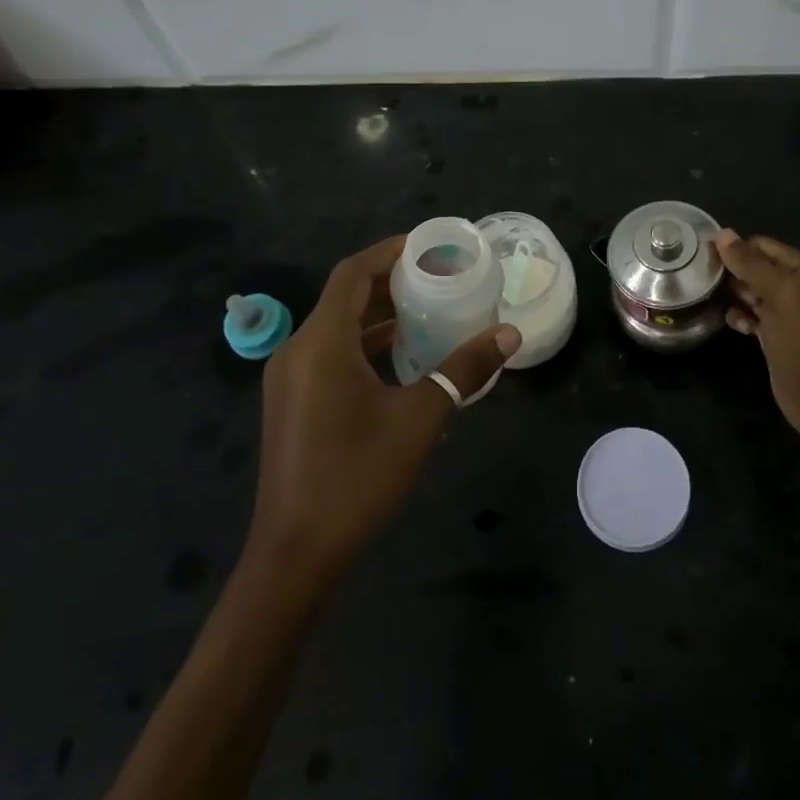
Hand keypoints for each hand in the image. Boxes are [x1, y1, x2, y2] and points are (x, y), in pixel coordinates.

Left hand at [248, 235, 519, 588]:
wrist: (297, 553)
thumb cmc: (357, 475)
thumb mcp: (420, 417)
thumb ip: (463, 370)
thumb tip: (509, 335)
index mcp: (321, 342)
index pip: (353, 273)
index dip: (389, 252)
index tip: (430, 246)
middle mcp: (298, 350)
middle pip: (345, 297)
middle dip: (391, 282)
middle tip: (440, 277)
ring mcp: (291, 379)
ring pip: (338, 327)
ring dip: (380, 315)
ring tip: (429, 309)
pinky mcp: (294, 403)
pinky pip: (331, 354)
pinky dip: (365, 345)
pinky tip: (402, 357)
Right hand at [713, 229, 799, 440]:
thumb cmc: (799, 338)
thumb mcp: (775, 294)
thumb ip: (749, 263)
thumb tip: (722, 232)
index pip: (762, 245)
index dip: (735, 250)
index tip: (706, 260)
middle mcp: (797, 283)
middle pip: (755, 266)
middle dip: (734, 274)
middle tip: (709, 283)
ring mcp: (786, 309)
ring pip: (751, 290)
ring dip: (735, 296)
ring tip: (720, 303)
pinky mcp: (776, 331)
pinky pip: (752, 313)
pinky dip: (742, 316)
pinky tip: (737, 326)